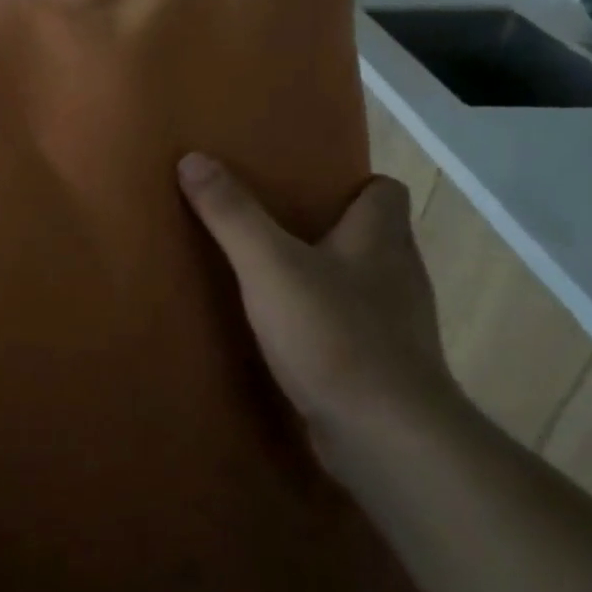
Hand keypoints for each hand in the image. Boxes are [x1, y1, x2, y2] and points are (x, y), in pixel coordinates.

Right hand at [178, 153, 462, 468]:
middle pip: (370, 236)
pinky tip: (288, 336)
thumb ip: (232, 215)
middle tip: (271, 230)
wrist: (384, 433)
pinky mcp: (384, 367)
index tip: (302, 189)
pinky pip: (354, 329)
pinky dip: (326, 324)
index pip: (383, 191)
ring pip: (361, 285)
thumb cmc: (332, 334)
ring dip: (325, 279)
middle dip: (327, 231)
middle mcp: (398, 275)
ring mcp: (396, 325)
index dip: (349, 185)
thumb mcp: (268, 266)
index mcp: (380, 239)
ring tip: (271, 281)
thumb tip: (193, 158)